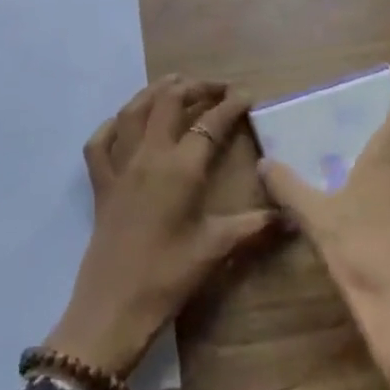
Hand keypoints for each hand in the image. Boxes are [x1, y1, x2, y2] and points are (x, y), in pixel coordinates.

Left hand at [45, 77, 275, 379]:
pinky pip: (100, 142)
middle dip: (194, 87)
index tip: (247, 95)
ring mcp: (120, 166)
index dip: (230, 106)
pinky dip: (112, 125)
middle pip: (169, 103)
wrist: (113, 306)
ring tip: (173, 83)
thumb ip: (253, 226)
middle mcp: (149, 155)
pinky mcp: (100, 183)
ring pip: (134, 111)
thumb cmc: (169, 275)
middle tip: (215, 87)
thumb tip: (290, 216)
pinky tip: (123, 122)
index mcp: (181, 168)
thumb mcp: (216, 249)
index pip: (210, 124)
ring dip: (154, 92)